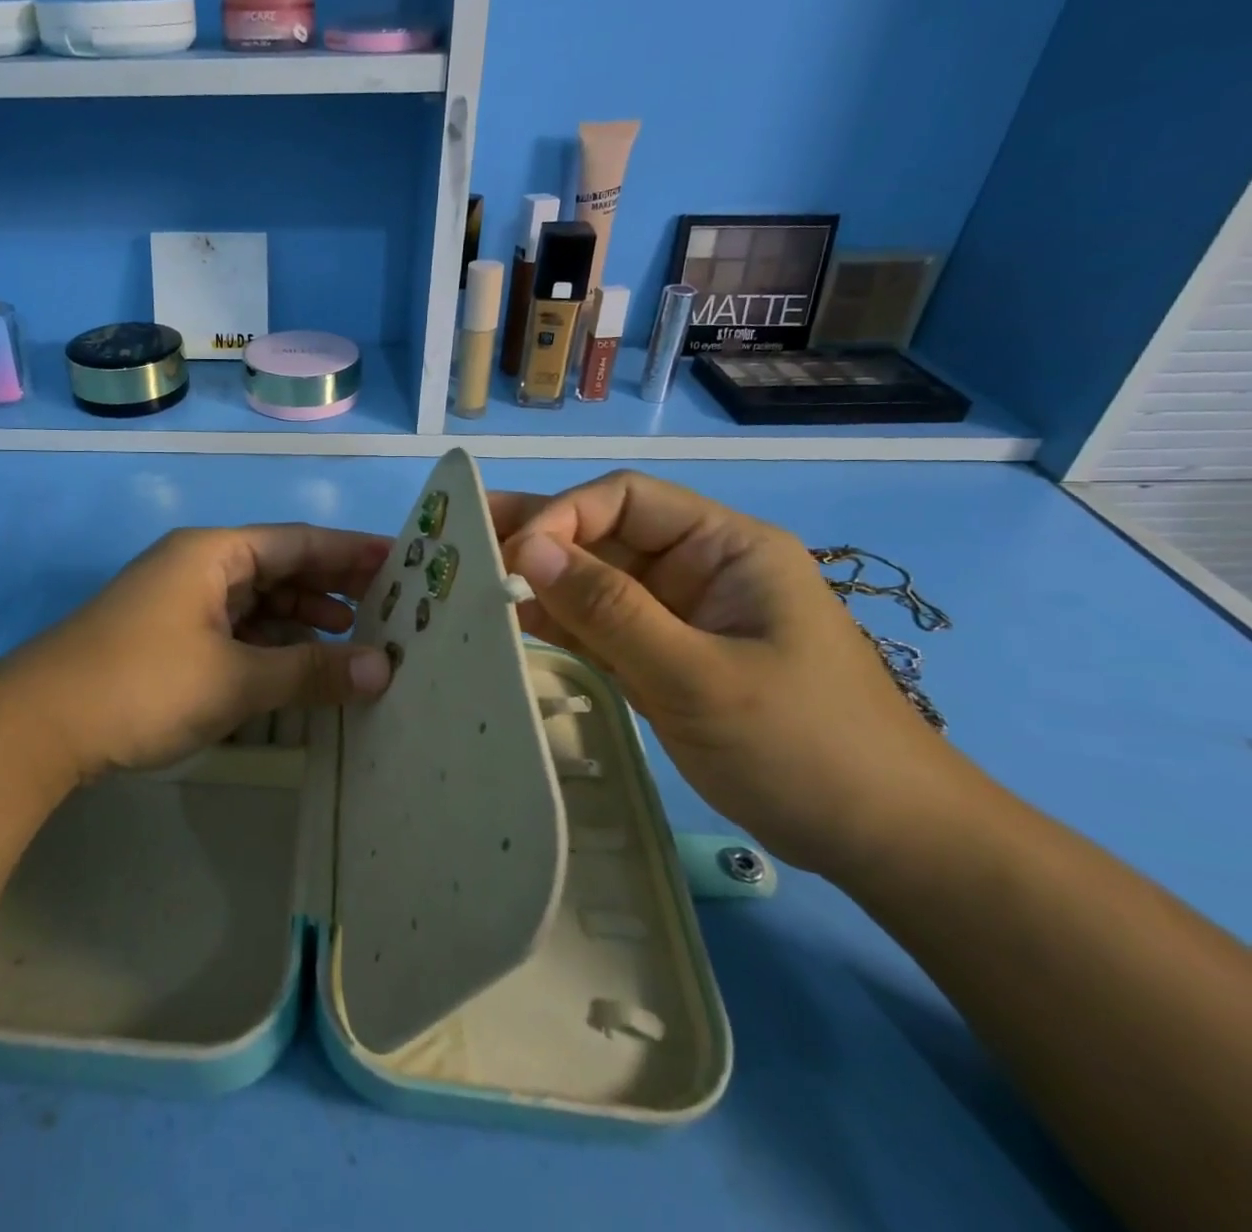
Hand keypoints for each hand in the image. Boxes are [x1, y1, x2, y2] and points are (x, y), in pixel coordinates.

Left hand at [6, 524, 394, 781]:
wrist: (37, 726)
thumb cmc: (143, 685)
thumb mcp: (235, 679)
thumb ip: (310, 671)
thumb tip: (384, 670)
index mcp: (213, 554)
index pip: (299, 542)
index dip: (352, 552)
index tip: (402, 563)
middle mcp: (197, 567)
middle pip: (279, 568)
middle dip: (332, 587)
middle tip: (389, 606)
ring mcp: (179, 603)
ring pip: (256, 602)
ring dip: (302, 620)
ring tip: (353, 638)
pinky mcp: (167, 638)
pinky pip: (234, 629)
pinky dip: (269, 644)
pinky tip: (297, 665)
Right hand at [492, 471, 962, 874]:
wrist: (882, 843)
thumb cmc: (806, 747)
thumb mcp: (700, 677)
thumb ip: (610, 610)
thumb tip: (526, 549)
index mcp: (724, 547)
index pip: (625, 499)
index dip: (562, 515)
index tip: (511, 556)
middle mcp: (696, 569)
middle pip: (601, 536)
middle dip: (536, 540)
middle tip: (461, 545)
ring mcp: (678, 616)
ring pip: (593, 582)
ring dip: (538, 584)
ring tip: (468, 585)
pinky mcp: (663, 657)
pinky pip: (599, 627)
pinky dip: (557, 625)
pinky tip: (509, 625)